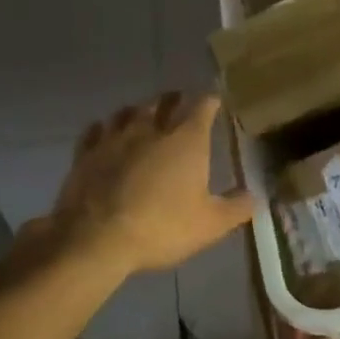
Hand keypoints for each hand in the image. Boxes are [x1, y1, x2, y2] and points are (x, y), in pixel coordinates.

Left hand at [48, 93, 253, 277]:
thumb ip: (236, 208)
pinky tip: (104, 132)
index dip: (210, 101)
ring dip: (139, 110)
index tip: (215, 99)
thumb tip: (254, 196)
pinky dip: (103, 128)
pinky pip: (95, 131)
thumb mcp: (210, 225)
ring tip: (143, 113)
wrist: (96, 239)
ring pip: (128, 112)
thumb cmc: (161, 227)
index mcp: (186, 141)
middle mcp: (151, 129)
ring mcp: (114, 139)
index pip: (202, 107)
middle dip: (174, 99)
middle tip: (178, 100)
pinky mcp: (85, 154)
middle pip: (163, 102)